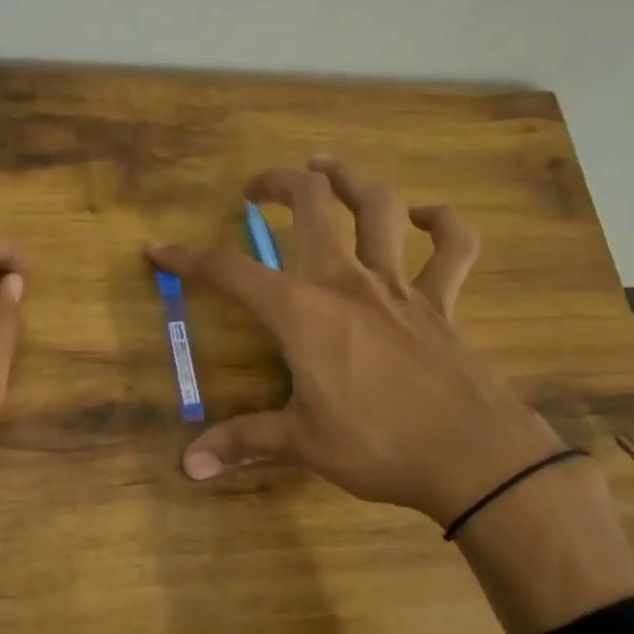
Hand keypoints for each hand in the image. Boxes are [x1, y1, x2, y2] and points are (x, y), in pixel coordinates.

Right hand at [147, 157, 564, 527]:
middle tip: (256, 187)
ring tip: (328, 167)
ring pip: (378, 207)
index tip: (160, 249)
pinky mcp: (442, 301)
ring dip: (352, 178)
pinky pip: (453, 248)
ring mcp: (398, 285)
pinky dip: (442, 224)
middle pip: (312, 203)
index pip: (230, 272)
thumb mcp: (301, 443)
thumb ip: (243, 442)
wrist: (473, 457)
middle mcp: (345, 281)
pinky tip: (425, 218)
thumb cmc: (377, 445)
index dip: (189, 259)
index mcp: (301, 310)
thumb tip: (189, 466)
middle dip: (279, 182)